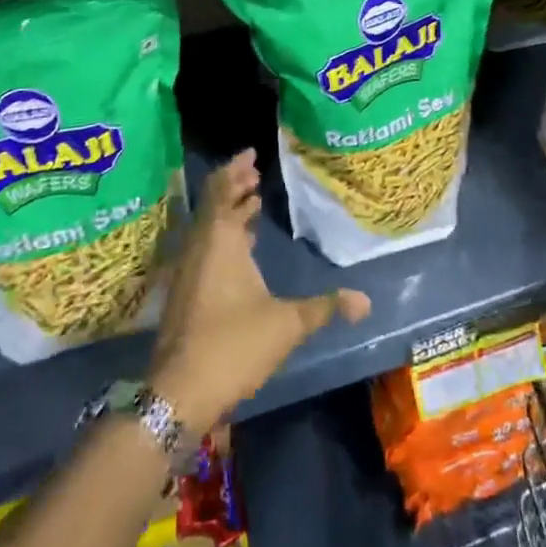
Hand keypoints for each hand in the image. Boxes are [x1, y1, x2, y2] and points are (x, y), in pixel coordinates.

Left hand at [149, 150, 369, 433]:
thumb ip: (325, 307)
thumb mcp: (287, 324)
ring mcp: (188, 270)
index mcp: (220, 240)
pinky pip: (204, 246)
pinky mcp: (184, 293)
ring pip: (207, 226)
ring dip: (228, 211)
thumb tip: (366, 300)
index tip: (252, 154)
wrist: (179, 392)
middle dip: (234, 185)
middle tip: (255, 174)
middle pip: (213, 203)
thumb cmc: (233, 344)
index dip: (235, 169)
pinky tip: (241, 248)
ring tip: (251, 202)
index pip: (222, 189)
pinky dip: (221, 235)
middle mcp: (200, 246)